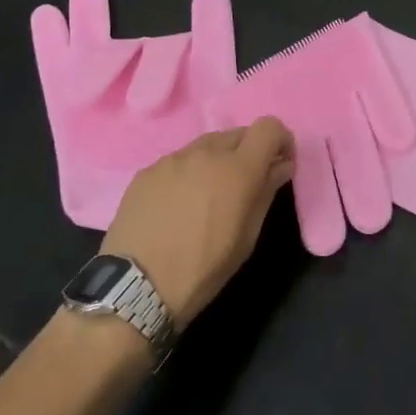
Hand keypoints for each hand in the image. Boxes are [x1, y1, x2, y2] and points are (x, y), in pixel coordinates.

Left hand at [99, 119, 295, 321]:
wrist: (135, 287)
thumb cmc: (203, 268)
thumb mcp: (247, 237)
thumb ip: (266, 192)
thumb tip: (280, 166)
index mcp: (238, 169)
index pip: (269, 127)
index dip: (279, 140)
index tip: (278, 164)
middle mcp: (206, 152)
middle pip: (238, 134)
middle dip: (249, 152)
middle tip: (244, 185)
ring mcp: (173, 159)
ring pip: (206, 145)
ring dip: (217, 161)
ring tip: (207, 197)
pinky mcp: (147, 170)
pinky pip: (178, 161)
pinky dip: (188, 173)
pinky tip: (177, 206)